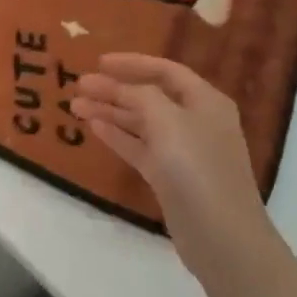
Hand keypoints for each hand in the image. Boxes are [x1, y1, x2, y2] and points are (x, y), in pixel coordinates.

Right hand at [70, 53, 279, 281]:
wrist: (220, 234)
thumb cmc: (196, 168)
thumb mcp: (168, 120)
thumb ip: (141, 96)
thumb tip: (123, 88)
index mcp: (205, 102)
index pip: (166, 71)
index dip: (133, 63)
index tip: (98, 61)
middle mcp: (195, 122)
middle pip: (149, 96)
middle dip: (114, 89)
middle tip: (79, 85)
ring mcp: (182, 151)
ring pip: (140, 123)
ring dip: (110, 112)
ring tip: (75, 106)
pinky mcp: (169, 177)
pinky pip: (139, 148)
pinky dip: (117, 136)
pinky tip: (94, 128)